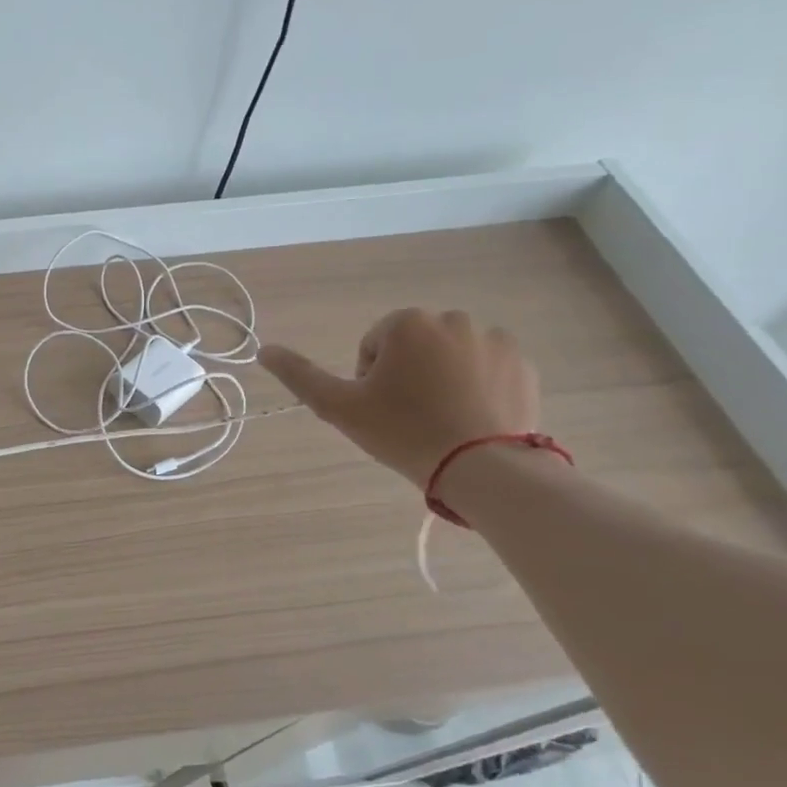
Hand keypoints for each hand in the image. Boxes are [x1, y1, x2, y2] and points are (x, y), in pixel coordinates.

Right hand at [260, 309, 539, 485]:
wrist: (483, 467)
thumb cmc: (402, 431)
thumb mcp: (338, 407)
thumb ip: (299, 375)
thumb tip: (262, 349)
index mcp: (407, 324)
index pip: (373, 346)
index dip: (369, 380)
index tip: (380, 410)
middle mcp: (452, 320)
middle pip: (412, 347)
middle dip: (406, 375)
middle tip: (407, 418)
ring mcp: (494, 340)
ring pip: (449, 357)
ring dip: (440, 379)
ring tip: (441, 420)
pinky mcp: (523, 364)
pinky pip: (486, 368)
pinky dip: (475, 387)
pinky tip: (471, 418)